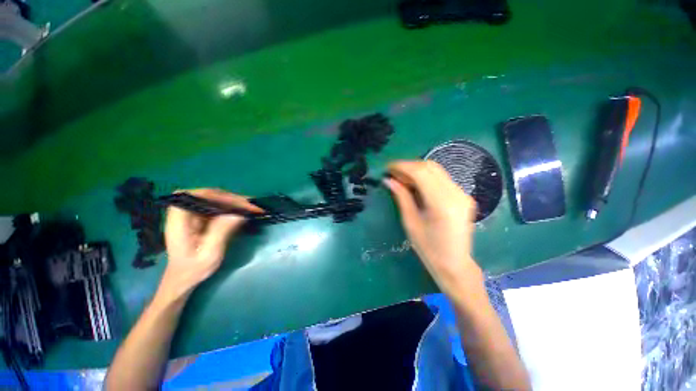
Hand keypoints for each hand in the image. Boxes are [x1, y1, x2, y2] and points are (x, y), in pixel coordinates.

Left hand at [160, 188, 262, 298]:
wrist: (183, 277)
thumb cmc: (193, 269)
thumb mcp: (209, 254)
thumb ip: (221, 232)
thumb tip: (239, 214)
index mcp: (179, 220)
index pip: (196, 196)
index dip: (218, 196)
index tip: (239, 203)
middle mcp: (183, 212)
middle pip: (207, 194)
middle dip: (231, 198)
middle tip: (251, 206)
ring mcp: (192, 212)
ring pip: (214, 198)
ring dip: (233, 201)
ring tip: (251, 207)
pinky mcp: (200, 215)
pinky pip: (217, 205)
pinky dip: (231, 206)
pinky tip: (243, 210)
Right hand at [384, 161, 482, 296]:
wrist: (455, 264)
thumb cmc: (428, 249)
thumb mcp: (410, 222)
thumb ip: (401, 197)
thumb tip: (388, 180)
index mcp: (442, 204)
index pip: (421, 172)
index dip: (402, 166)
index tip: (388, 168)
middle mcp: (456, 194)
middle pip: (430, 167)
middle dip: (409, 166)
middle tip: (393, 173)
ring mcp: (463, 194)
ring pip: (437, 170)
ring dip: (417, 170)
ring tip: (402, 178)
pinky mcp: (463, 196)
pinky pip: (442, 178)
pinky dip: (426, 177)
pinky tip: (416, 185)